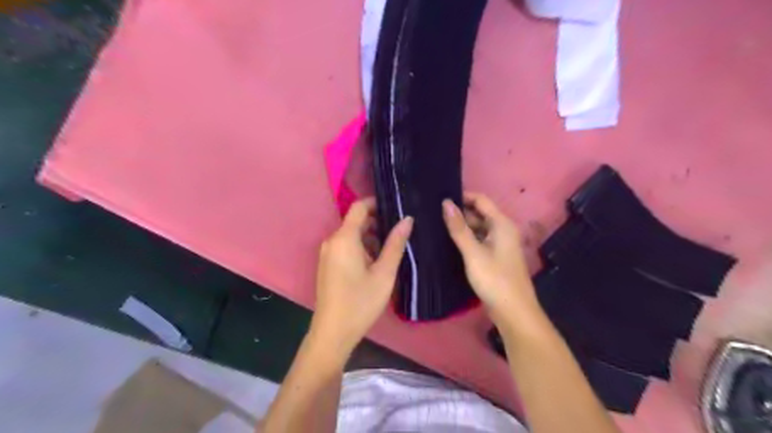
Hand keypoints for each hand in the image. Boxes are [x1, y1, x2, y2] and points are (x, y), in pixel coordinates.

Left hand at [310, 198, 412, 355]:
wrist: (333, 333)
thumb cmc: (360, 302)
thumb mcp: (384, 273)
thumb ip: (395, 244)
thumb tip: (407, 219)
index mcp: (344, 238)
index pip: (359, 207)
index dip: (377, 203)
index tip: (397, 208)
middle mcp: (332, 241)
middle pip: (356, 220)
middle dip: (378, 221)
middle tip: (402, 229)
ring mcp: (328, 253)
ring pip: (352, 234)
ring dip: (372, 236)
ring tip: (394, 246)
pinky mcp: (329, 264)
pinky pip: (347, 246)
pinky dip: (362, 247)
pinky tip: (378, 260)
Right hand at [444, 193, 544, 326]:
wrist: (514, 312)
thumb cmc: (495, 279)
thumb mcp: (473, 253)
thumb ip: (459, 228)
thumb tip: (446, 203)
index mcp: (501, 224)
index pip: (480, 200)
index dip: (462, 196)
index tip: (440, 199)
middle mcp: (502, 230)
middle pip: (479, 214)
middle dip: (459, 213)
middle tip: (433, 214)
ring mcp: (499, 244)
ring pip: (478, 228)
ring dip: (461, 227)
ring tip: (436, 226)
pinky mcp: (495, 257)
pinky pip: (478, 241)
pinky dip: (466, 240)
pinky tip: (448, 243)